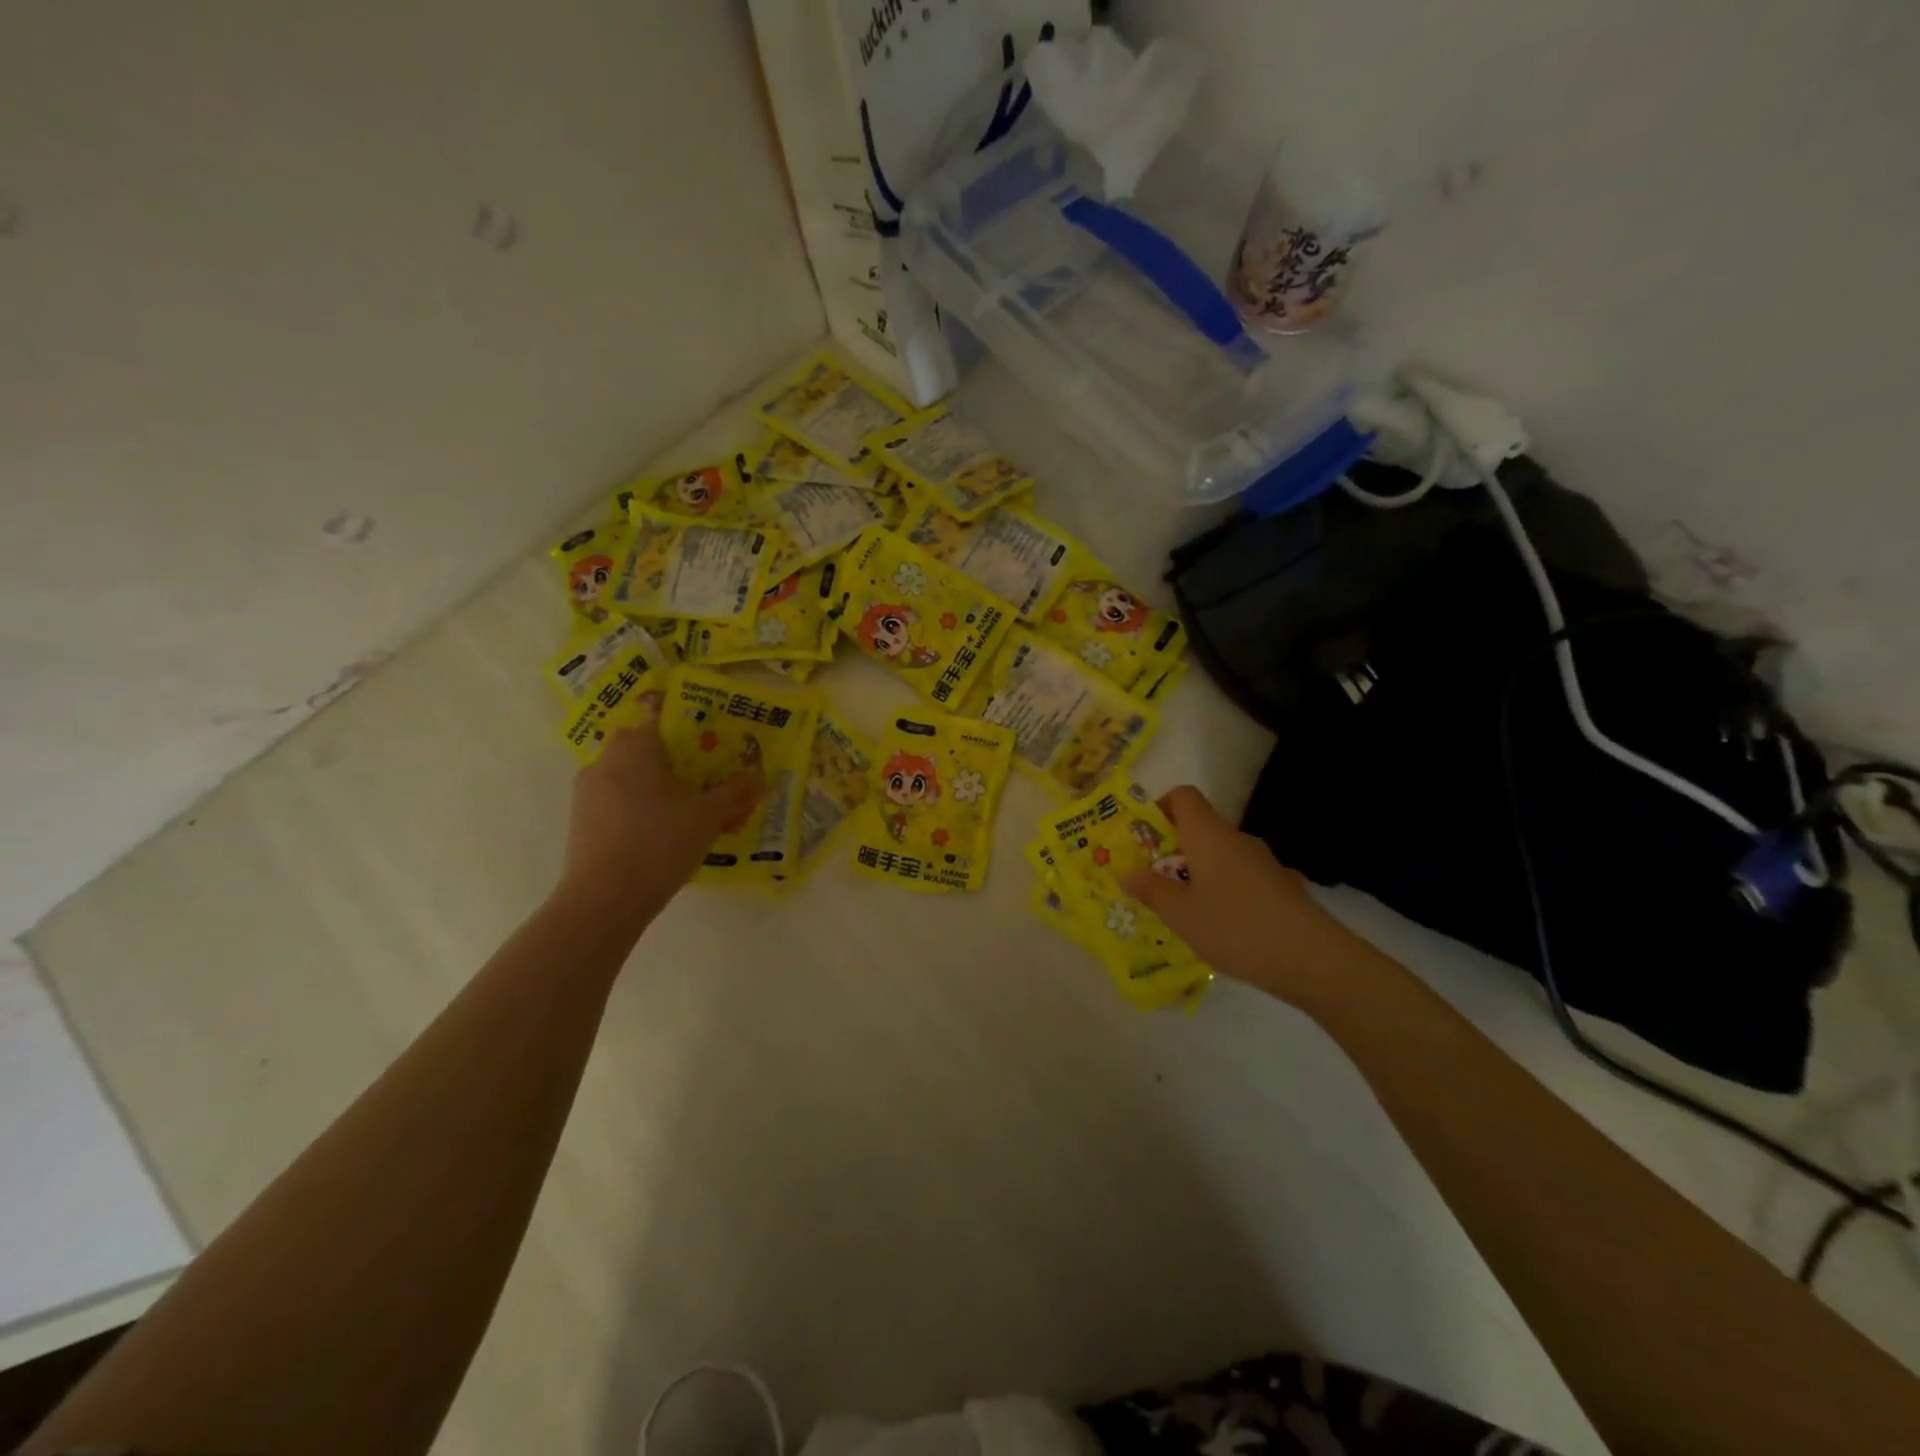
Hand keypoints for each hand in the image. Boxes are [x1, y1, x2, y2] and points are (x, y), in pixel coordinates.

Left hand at [556, 718, 763, 925]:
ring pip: (628, 777)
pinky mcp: (581, 822)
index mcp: (636, 748)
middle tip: (703, 779)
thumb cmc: (660, 842)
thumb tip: (761, 779)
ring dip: (654, 787)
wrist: (605, 899)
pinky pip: (616, 803)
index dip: (690, 728)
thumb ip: (735, 793)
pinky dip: (638, 809)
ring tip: (686, 811)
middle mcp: (605, 761)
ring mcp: (588, 792)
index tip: (711, 744)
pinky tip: (660, 834)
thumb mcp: (709, 816)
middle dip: (673, 760)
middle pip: (645, 749)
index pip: (662, 719)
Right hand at [1121, 785, 1363, 1005]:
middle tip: (1153, 882)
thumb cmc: (1235, 927)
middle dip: (1173, 851)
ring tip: (1184, 911)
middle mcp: (1236, 839)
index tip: (1143, 838)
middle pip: (1200, 828)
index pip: (1183, 797)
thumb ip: (1151, 890)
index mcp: (1208, 835)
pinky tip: (1222, 927)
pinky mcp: (1282, 886)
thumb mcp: (1181, 914)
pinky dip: (1225, 892)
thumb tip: (1128, 873)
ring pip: (1220, 856)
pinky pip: (1241, 878)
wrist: (1312, 958)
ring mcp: (1264, 862)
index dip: (1159, 808)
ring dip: (1198, 874)